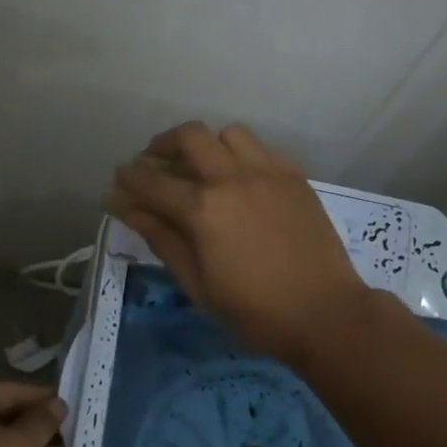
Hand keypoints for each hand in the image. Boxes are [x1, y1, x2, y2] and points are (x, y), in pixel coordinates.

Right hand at [107, 122, 371, 361]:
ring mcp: (268, 172)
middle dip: (165, 143)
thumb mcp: (199, 286)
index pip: (154, 181)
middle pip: (191, 136)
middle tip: (158, 161)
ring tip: (205, 166)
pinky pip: (263, 148)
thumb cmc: (255, 311)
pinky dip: (244, 155)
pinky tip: (244, 179)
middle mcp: (233, 179)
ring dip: (209, 144)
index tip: (121, 176)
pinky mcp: (295, 176)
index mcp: (203, 209)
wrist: (325, 313)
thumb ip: (164, 241)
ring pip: (230, 133)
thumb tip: (132, 212)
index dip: (130, 176)